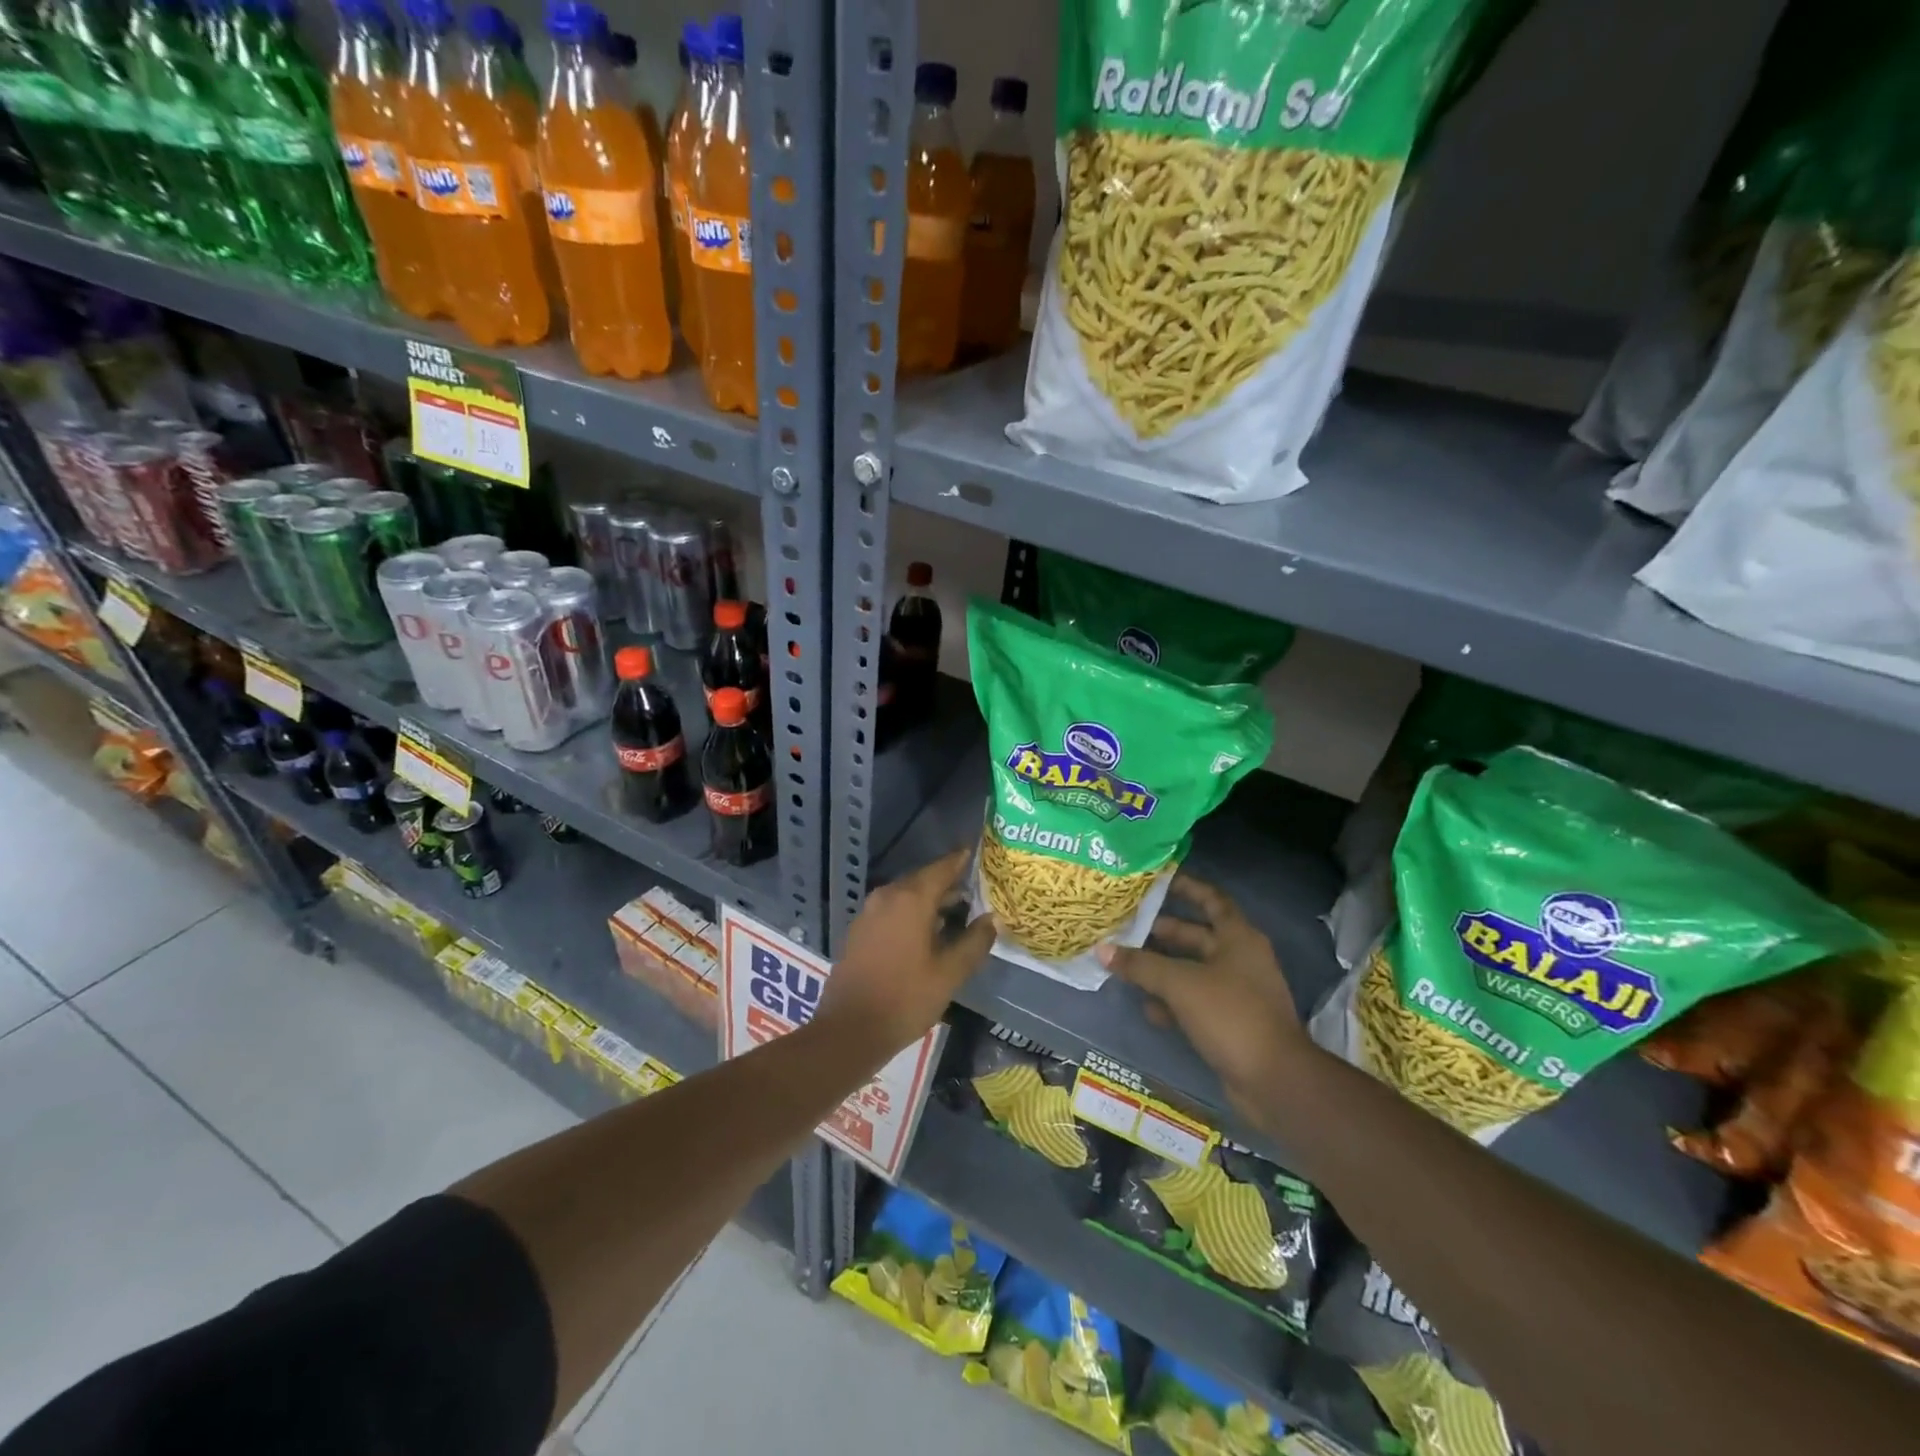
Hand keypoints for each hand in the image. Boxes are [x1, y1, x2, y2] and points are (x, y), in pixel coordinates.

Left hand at [817, 847, 996, 1054]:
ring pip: (907, 895)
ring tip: (958, 912)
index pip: (943, 868)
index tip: (980, 855)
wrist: (849, 1030)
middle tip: (976, 889)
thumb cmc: (905, 999)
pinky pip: (892, 910)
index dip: (962, 861)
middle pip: (923, 879)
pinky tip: (928, 932)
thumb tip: (993, 919)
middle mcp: (888, 896)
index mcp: (911, 899)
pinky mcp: (860, 930)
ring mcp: (869, 912)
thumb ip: (975, 942)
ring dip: (931, 900)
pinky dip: (912, 913)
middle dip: (949, 883)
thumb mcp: (950, 973)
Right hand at [1099, 874, 1308, 1125]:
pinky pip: (1194, 1001)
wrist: (1274, 1080)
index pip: (1211, 899)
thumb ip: (1141, 965)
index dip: (1186, 886)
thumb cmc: (1231, 1015)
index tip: (1156, 880)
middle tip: (1123, 926)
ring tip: (1124, 964)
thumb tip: (1102, 949)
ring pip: (1191, 970)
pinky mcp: (1229, 1022)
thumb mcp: (1180, 984)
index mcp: (1237, 938)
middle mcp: (1239, 958)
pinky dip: (1171, 1002)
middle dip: (1160, 932)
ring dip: (1161, 969)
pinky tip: (1146, 1008)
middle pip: (1195, 935)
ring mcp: (1236, 992)